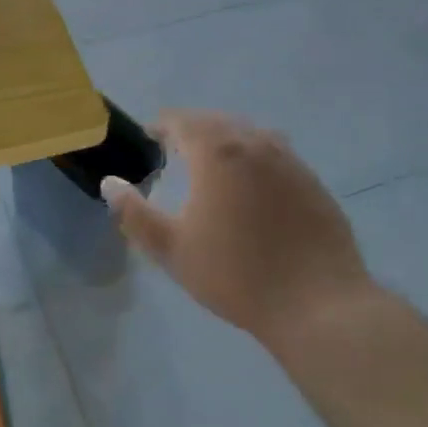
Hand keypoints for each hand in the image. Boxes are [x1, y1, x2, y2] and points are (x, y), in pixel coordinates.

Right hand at [104, 110, 368, 348]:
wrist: (318, 305)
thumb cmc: (237, 275)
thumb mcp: (173, 249)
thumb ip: (134, 213)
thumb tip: (110, 182)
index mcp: (217, 152)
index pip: (182, 121)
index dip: (162, 126)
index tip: (151, 138)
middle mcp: (254, 143)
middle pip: (216, 122)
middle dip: (193, 131)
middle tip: (177, 152)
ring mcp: (289, 160)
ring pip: (249, 134)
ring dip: (227, 141)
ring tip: (215, 166)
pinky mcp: (313, 181)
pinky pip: (276, 154)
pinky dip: (256, 158)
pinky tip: (255, 188)